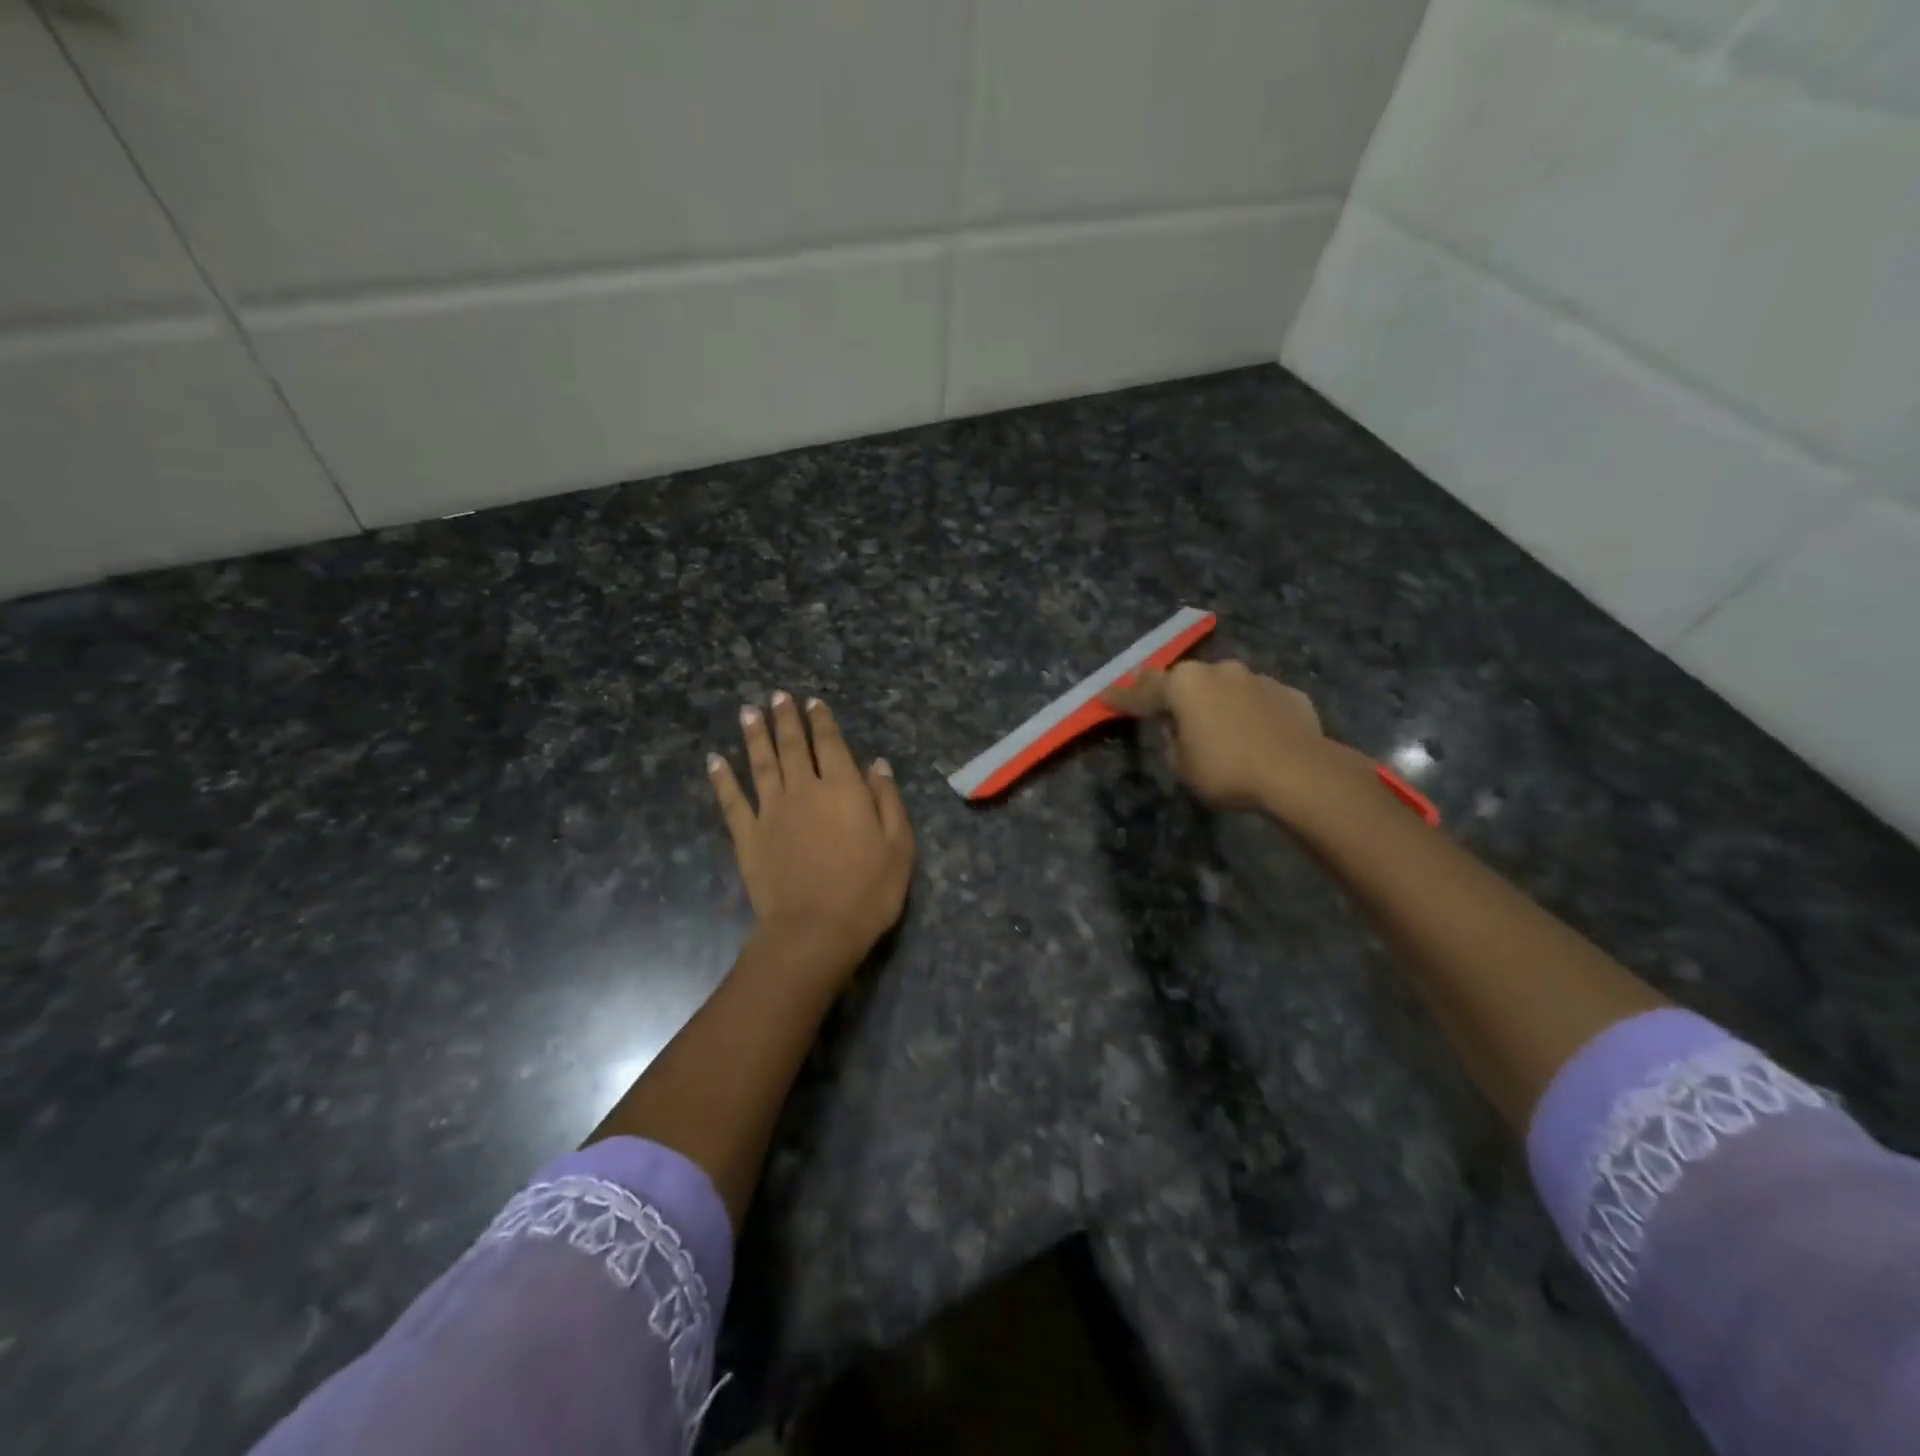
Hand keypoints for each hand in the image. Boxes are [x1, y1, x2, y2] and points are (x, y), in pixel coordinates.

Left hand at [708, 692, 913, 986]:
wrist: (815, 930)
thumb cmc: (868, 891)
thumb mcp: (898, 845)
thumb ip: (888, 799)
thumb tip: (876, 763)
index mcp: (843, 789)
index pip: (831, 744)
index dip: (822, 721)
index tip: (812, 702)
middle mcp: (804, 790)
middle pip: (793, 746)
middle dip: (786, 718)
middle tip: (777, 696)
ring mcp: (771, 811)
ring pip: (761, 763)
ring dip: (754, 735)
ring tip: (748, 711)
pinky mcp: (748, 836)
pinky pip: (731, 800)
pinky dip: (722, 778)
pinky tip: (714, 760)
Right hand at [1105, 660, 1376, 822]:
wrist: (1299, 773)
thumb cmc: (1227, 769)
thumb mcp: (1182, 765)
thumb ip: (1173, 742)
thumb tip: (1180, 729)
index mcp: (1184, 684)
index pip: (1143, 690)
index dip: (1122, 696)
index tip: (1105, 696)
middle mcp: (1218, 671)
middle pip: (1187, 681)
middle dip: (1174, 695)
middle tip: (1163, 709)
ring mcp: (1257, 678)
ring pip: (1225, 688)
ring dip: (1216, 703)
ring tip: (1218, 730)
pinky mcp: (1288, 693)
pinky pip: (1258, 702)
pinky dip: (1250, 714)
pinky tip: (1255, 736)